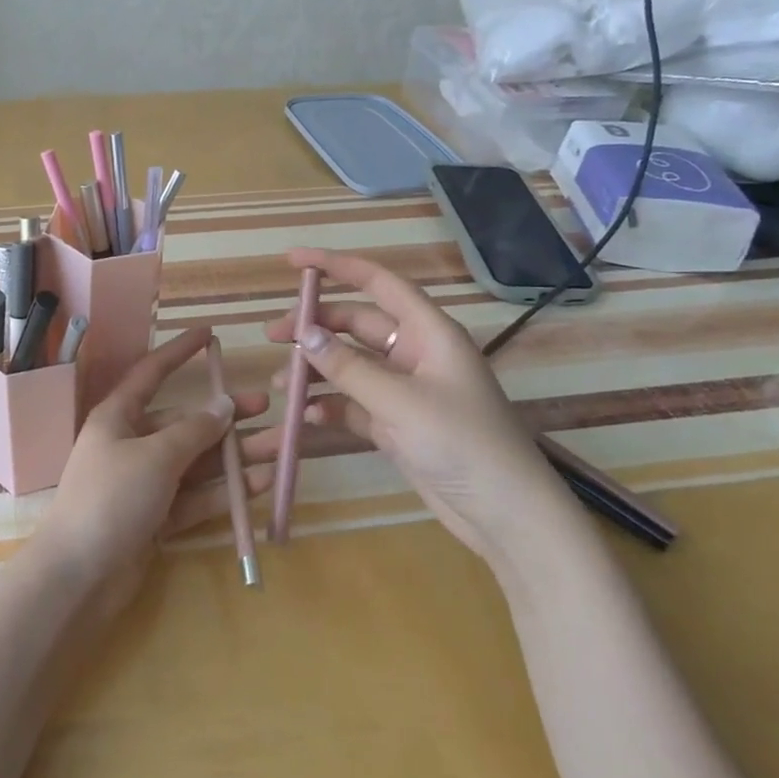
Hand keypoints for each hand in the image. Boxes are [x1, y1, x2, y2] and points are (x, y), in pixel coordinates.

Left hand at [32, 328, 269, 618]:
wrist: (79, 576)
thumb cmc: (111, 499)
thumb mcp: (155, 456)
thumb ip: (193, 431)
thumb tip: (224, 405)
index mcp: (118, 417)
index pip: (151, 373)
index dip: (179, 352)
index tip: (209, 335)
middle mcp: (131, 444)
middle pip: (184, 423)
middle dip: (224, 416)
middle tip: (266, 406)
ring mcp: (144, 483)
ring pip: (196, 462)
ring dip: (234, 456)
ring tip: (278, 448)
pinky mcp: (155, 518)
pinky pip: (194, 496)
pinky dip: (224, 491)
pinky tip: (259, 484)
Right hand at [258, 247, 580, 567]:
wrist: (506, 517)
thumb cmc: (463, 444)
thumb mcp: (400, 402)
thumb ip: (348, 367)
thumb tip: (304, 333)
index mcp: (429, 333)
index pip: (378, 283)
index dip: (335, 266)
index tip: (292, 260)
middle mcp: (415, 354)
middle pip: (355, 325)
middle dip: (314, 327)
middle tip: (272, 337)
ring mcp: (405, 391)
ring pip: (349, 366)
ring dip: (315, 370)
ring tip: (279, 383)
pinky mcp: (397, 425)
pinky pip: (353, 403)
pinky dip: (328, 406)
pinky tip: (305, 417)